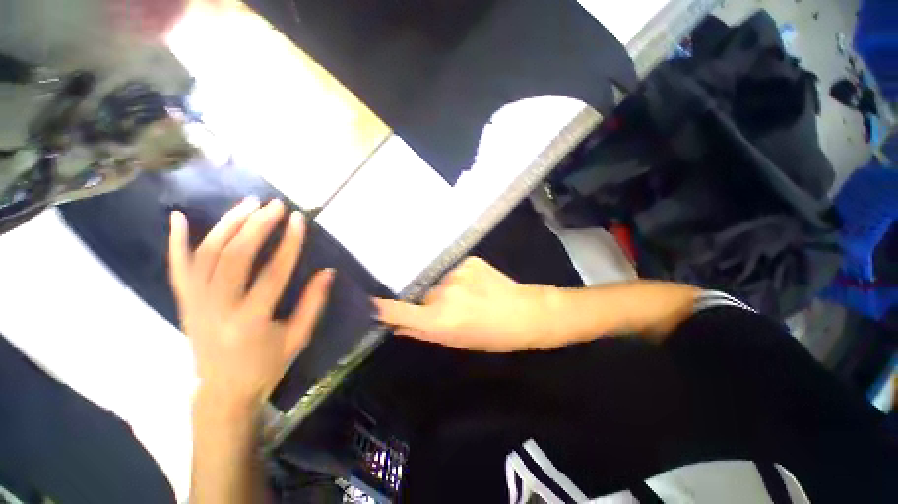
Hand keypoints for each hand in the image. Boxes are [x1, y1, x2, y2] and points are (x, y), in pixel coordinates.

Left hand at [169, 198, 332, 409]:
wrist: (222, 392)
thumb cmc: (266, 366)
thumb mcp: (298, 338)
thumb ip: (313, 303)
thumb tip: (327, 271)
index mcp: (251, 320)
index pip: (273, 272)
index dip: (289, 243)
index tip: (299, 219)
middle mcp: (218, 308)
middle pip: (235, 257)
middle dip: (257, 225)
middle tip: (274, 205)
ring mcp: (195, 304)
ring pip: (207, 255)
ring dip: (228, 225)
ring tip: (248, 203)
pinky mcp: (184, 303)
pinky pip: (177, 268)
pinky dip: (176, 241)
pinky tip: (179, 216)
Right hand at [373, 257, 550, 351]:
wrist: (526, 313)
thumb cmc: (492, 335)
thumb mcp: (457, 341)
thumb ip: (424, 332)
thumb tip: (397, 325)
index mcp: (440, 319)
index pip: (398, 310)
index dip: (381, 307)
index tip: (370, 303)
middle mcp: (444, 292)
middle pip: (423, 294)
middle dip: (430, 302)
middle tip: (452, 310)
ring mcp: (457, 271)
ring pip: (440, 282)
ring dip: (447, 290)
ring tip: (468, 297)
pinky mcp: (469, 259)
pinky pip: (454, 270)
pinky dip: (460, 279)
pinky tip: (477, 285)